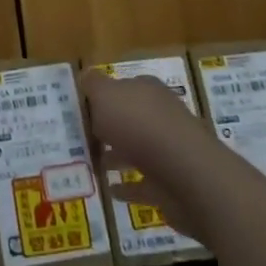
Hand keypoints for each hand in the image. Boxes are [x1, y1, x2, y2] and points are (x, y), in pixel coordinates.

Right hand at [82, 69, 212, 238]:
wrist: (185, 174)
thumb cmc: (140, 125)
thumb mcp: (106, 95)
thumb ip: (93, 85)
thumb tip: (85, 75)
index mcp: (147, 91)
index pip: (122, 87)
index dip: (101, 96)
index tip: (79, 110)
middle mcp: (161, 116)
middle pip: (130, 118)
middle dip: (108, 127)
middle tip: (81, 138)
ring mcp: (169, 151)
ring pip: (137, 150)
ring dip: (117, 156)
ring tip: (91, 164)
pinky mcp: (171, 183)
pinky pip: (143, 184)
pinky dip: (127, 187)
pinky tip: (110, 191)